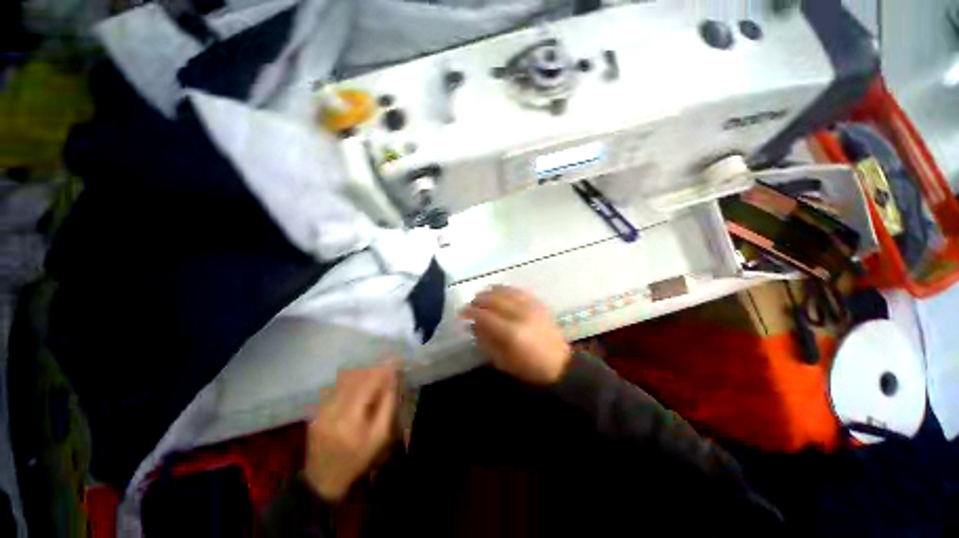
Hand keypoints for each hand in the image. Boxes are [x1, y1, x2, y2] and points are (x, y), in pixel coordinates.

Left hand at [304, 366, 397, 500]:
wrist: (323, 479)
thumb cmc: (358, 459)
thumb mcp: (380, 436)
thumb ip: (387, 404)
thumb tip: (392, 379)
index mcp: (350, 419)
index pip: (367, 384)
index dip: (382, 371)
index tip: (395, 361)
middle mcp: (332, 410)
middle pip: (354, 379)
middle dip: (372, 368)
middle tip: (387, 364)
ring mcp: (320, 410)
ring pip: (343, 381)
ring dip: (361, 372)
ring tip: (375, 370)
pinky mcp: (315, 411)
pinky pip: (334, 387)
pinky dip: (349, 380)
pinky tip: (359, 381)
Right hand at [460, 286, 570, 384]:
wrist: (559, 364)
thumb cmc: (528, 368)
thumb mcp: (501, 361)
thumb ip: (485, 341)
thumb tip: (473, 325)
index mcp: (511, 333)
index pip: (485, 315)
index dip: (470, 312)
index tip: (461, 313)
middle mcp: (521, 315)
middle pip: (494, 299)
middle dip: (478, 300)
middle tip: (470, 305)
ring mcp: (531, 306)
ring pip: (505, 291)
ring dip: (490, 292)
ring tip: (481, 297)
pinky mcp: (538, 303)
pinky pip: (518, 290)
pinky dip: (505, 289)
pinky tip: (498, 292)